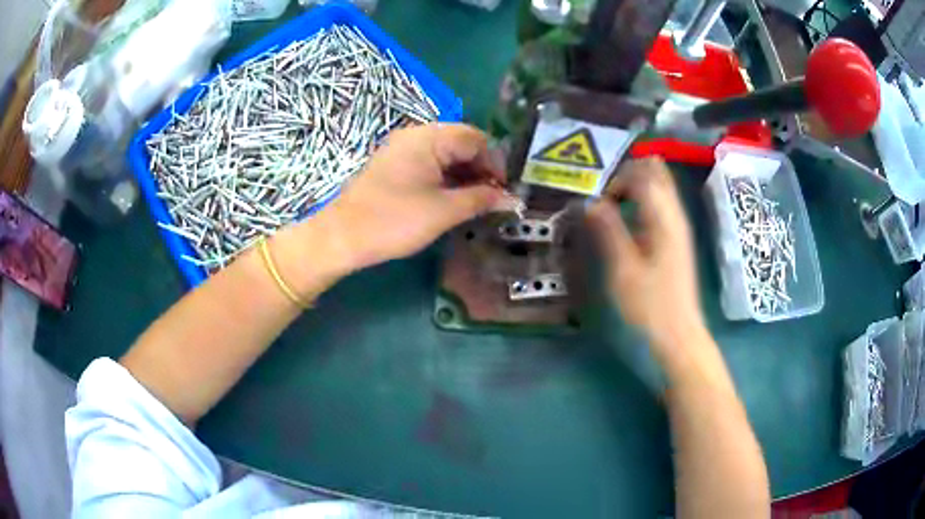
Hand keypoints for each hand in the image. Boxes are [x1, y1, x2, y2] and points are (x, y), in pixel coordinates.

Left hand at [319, 123, 507, 271]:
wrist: (343, 236)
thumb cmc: (395, 220)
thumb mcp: (444, 211)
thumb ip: (481, 199)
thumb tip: (511, 199)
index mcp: (429, 138)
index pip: (476, 138)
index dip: (495, 163)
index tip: (504, 191)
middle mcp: (415, 135)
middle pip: (461, 142)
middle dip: (480, 169)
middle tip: (491, 199)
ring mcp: (402, 149)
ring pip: (445, 154)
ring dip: (464, 175)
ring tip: (475, 202)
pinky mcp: (394, 165)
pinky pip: (428, 163)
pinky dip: (445, 178)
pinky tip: (452, 198)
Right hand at [587, 158, 704, 355]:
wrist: (678, 334)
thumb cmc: (650, 305)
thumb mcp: (623, 269)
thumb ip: (609, 230)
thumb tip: (590, 201)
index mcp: (664, 219)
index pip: (642, 175)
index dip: (616, 178)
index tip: (597, 200)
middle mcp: (675, 215)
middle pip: (656, 173)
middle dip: (628, 173)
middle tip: (604, 191)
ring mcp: (678, 225)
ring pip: (660, 185)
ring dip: (635, 184)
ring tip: (611, 200)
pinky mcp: (676, 238)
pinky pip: (660, 202)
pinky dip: (643, 197)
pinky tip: (627, 213)